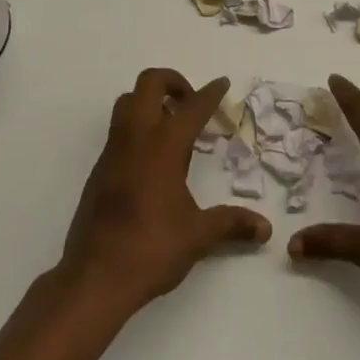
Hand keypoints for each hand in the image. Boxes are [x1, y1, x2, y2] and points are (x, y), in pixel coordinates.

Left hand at [57, 69, 271, 314]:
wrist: (94, 277)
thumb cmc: (151, 249)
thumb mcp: (198, 235)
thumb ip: (231, 223)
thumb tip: (265, 228)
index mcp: (164, 145)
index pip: (192, 107)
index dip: (211, 93)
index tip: (223, 83)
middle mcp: (136, 137)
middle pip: (149, 84)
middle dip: (173, 82)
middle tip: (191, 102)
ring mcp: (113, 151)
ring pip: (127, 102)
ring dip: (150, 101)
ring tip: (172, 126)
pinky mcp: (99, 169)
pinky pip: (119, 130)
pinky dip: (137, 127)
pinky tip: (153, 158)